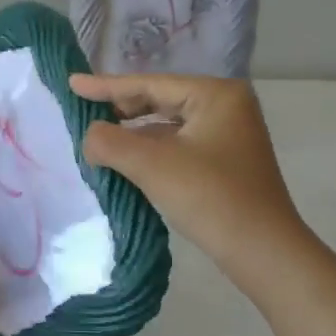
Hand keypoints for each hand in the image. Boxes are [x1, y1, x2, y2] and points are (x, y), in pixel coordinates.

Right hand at [69, 72, 312, 292]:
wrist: (263, 251)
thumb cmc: (210, 197)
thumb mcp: (151, 165)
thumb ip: (109, 142)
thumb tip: (89, 137)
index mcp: (215, 95)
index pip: (149, 84)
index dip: (106, 86)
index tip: (72, 84)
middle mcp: (226, 106)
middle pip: (159, 99)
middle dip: (120, 109)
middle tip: (83, 113)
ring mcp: (229, 135)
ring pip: (167, 124)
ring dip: (133, 132)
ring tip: (99, 138)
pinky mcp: (225, 161)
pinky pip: (177, 144)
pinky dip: (150, 149)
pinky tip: (127, 161)